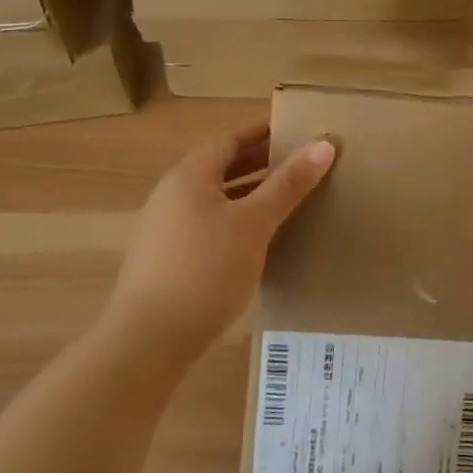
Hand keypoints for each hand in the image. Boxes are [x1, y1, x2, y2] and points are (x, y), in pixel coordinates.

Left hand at [105, 123, 335, 364]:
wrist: (147, 343)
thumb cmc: (205, 270)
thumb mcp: (255, 223)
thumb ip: (289, 183)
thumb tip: (324, 144)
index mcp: (189, 175)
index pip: (230, 138)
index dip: (264, 131)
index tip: (298, 128)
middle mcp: (172, 194)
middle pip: (221, 166)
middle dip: (261, 162)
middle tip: (302, 162)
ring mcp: (166, 229)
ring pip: (216, 198)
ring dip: (250, 193)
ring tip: (290, 198)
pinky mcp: (167, 260)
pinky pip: (209, 224)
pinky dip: (237, 220)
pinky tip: (260, 239)